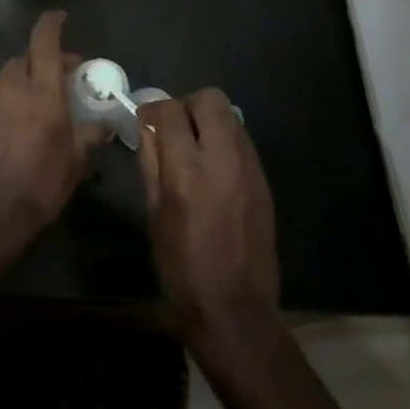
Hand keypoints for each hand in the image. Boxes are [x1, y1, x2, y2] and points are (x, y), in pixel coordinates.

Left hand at [0, 10, 95, 240]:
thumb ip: (91, 135)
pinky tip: (23, 119)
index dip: (52, 23)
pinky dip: (13, 96)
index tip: (61, 17)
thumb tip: (105, 124)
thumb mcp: (77, 160)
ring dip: (29, 76)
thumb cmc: (42, 183)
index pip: (44, 41)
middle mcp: (13, 87)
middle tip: (65, 73)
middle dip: (45, 57)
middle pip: (27, 56)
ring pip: (10, 75)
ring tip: (46, 96)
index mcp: (42, 90)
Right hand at [137, 89, 279, 340]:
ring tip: (193, 148)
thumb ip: (151, 164)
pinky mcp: (264, 183)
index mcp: (186, 172)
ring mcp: (250, 171)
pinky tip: (213, 170)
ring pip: (232, 117)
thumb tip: (147, 130)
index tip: (145, 122)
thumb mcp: (154, 214)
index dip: (153, 110)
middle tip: (173, 128)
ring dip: (208, 121)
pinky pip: (244, 143)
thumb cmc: (180, 267)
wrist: (233, 309)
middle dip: (187, 105)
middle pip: (211, 100)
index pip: (170, 112)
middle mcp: (223, 161)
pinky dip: (225, 142)